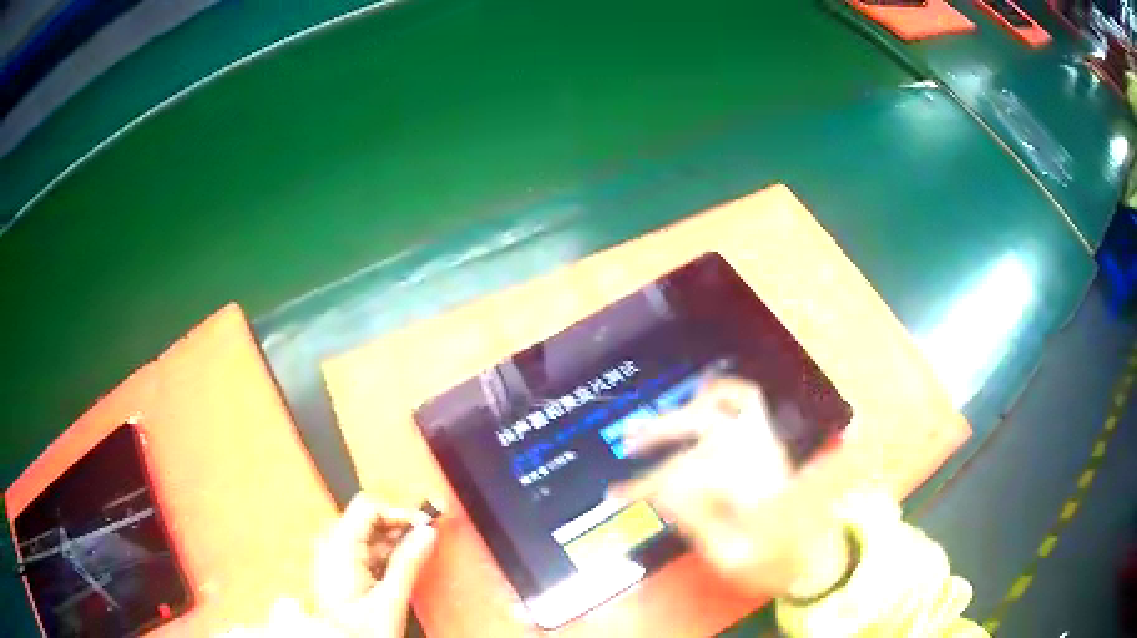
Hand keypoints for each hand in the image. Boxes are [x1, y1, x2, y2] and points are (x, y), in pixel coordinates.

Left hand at [312, 494, 437, 636]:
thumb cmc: (360, 631)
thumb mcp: (390, 600)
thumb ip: (408, 563)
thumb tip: (427, 533)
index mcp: (338, 548)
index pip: (368, 508)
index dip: (398, 513)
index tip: (424, 526)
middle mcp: (330, 546)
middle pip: (368, 520)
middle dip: (398, 530)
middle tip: (425, 544)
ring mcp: (331, 557)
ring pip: (367, 537)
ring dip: (392, 545)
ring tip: (413, 562)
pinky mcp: (337, 569)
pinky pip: (363, 552)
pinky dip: (383, 558)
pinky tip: (395, 573)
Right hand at [612, 378, 850, 599]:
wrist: (817, 554)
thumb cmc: (772, 561)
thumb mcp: (730, 556)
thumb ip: (698, 521)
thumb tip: (663, 489)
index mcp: (747, 487)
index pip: (684, 471)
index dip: (646, 481)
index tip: (618, 493)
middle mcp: (758, 454)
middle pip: (705, 422)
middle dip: (661, 430)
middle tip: (629, 442)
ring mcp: (767, 442)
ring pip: (727, 401)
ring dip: (688, 407)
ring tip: (660, 419)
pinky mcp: (770, 440)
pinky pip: (748, 400)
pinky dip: (721, 393)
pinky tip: (698, 402)